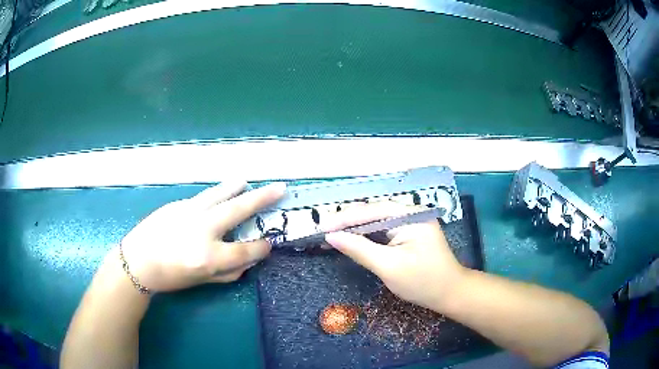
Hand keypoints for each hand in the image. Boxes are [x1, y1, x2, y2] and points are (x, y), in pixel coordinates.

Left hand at [118, 181, 285, 291]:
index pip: (245, 250)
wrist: (137, 261)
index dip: (261, 248)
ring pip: (220, 194)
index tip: (269, 244)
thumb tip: (248, 261)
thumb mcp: (201, 281)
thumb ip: (228, 272)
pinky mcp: (179, 204)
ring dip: (236, 187)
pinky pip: (203, 197)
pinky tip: (220, 194)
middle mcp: (203, 230)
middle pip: (238, 210)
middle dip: (262, 198)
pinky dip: (216, 194)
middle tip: (280, 187)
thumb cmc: (170, 277)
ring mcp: (190, 212)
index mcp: (209, 256)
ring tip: (247, 182)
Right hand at [323, 202, 465, 310]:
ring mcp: (410, 223)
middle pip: (372, 213)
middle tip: (322, 233)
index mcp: (410, 215)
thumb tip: (331, 236)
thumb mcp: (389, 266)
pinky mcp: (408, 234)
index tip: (321, 228)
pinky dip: (365, 237)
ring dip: (354, 230)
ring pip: (375, 222)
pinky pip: (382, 231)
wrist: (450, 293)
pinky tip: (351, 241)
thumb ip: (359, 249)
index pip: (371, 211)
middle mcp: (410, 213)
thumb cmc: (423, 281)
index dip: (344, 219)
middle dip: (347, 223)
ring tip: (331, 236)